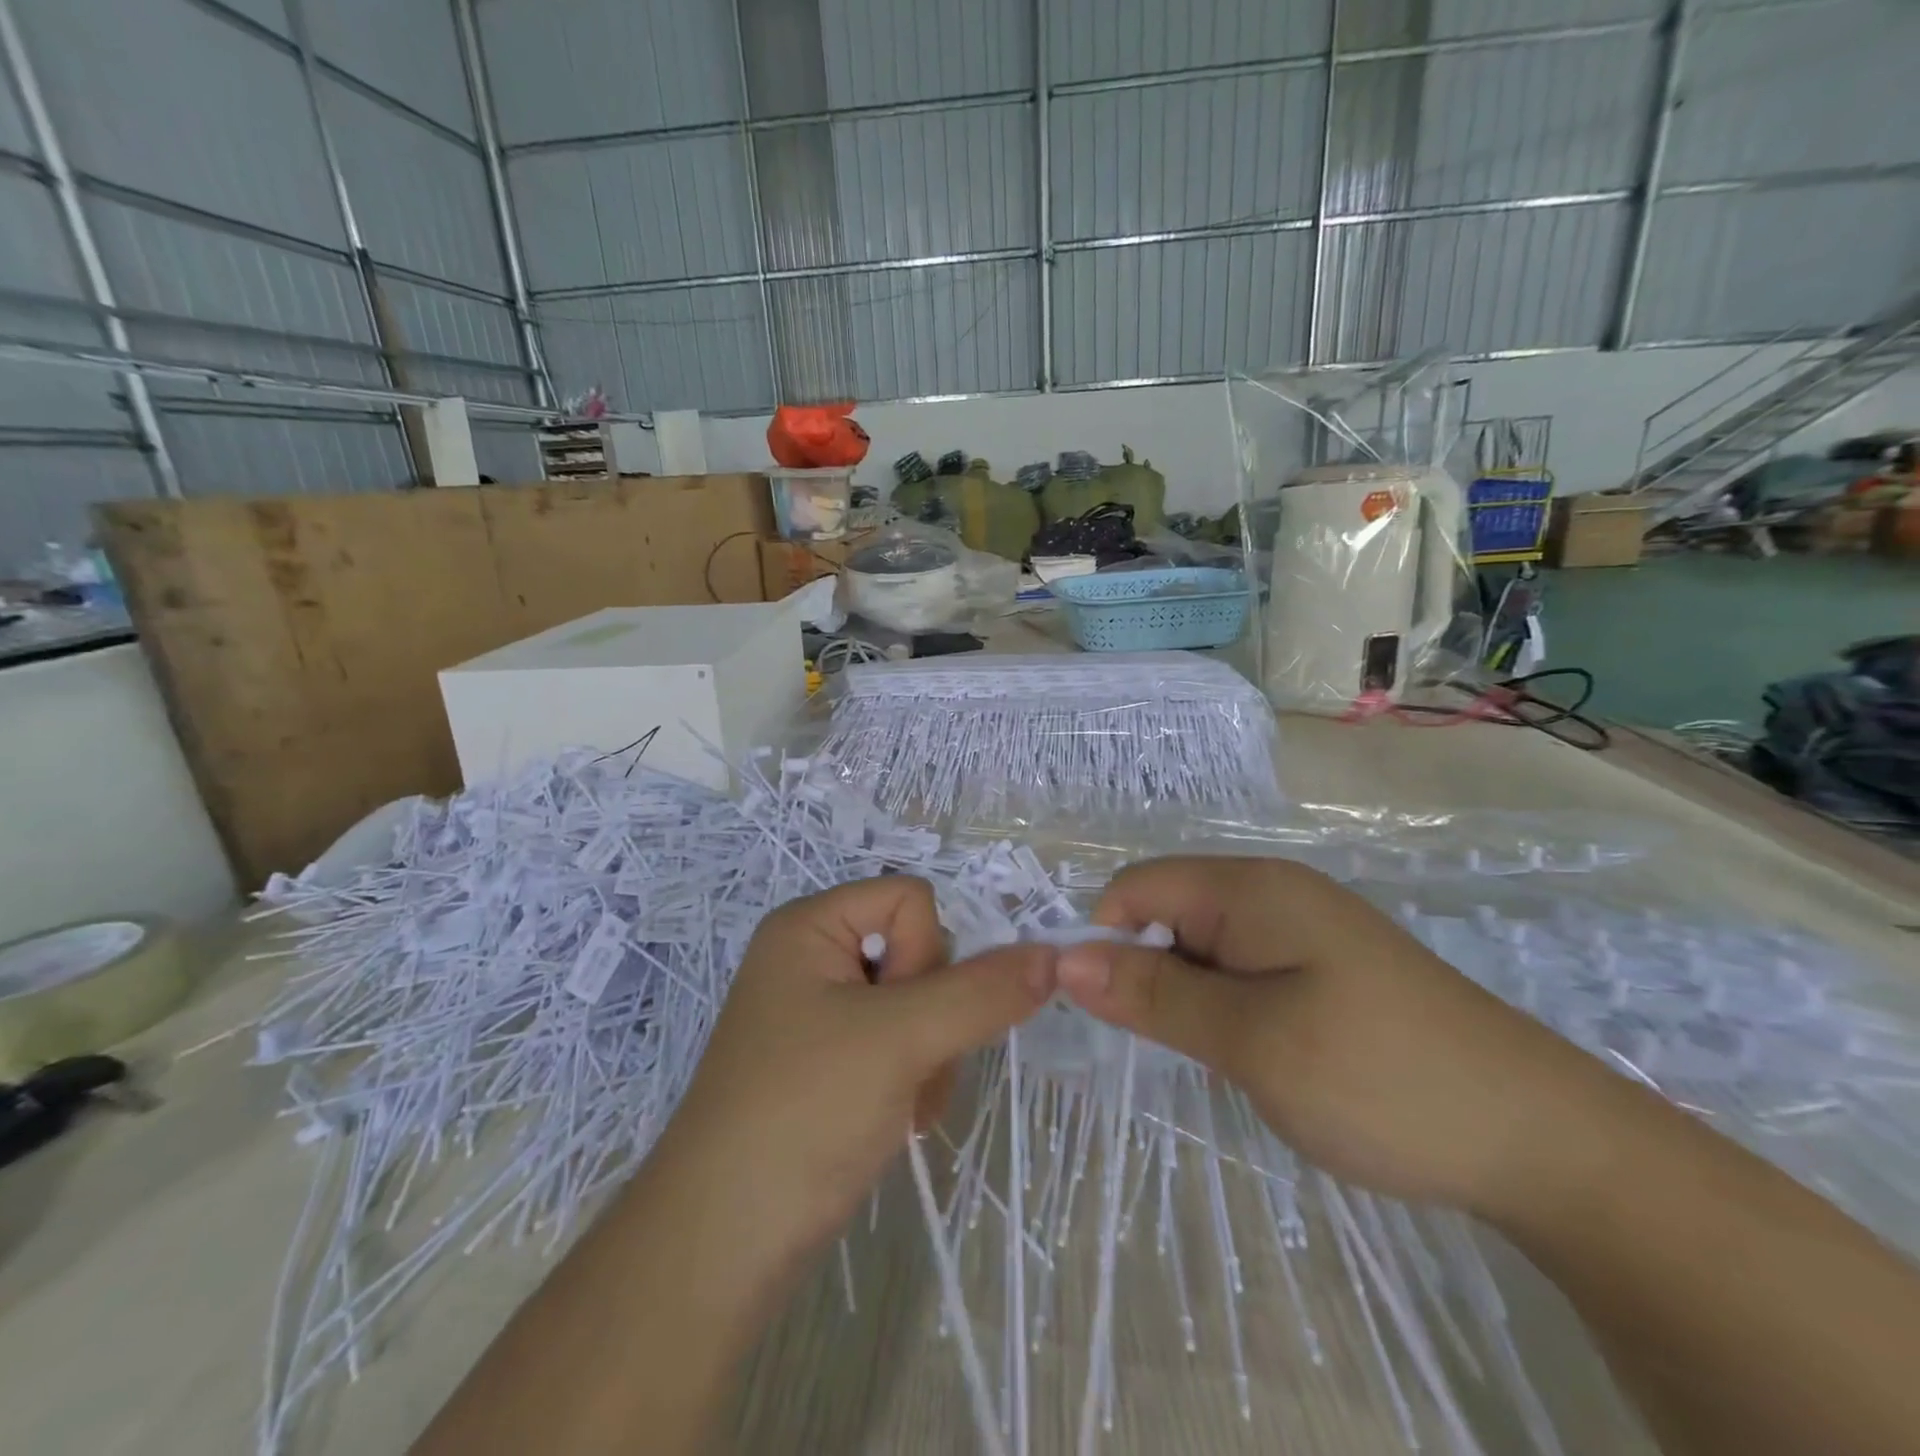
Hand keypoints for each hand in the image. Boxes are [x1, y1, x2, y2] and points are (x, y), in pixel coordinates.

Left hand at [649, 876, 1056, 1269]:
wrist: (721, 1246)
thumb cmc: (803, 1112)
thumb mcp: (899, 1040)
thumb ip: (982, 992)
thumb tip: (1053, 955)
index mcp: (811, 926)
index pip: (912, 899)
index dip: (926, 955)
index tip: (903, 1018)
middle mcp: (813, 958)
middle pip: (919, 953)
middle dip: (933, 1017)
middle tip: (904, 1069)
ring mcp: (821, 1014)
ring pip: (920, 1006)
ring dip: (929, 1057)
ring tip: (898, 1106)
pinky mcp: (830, 1063)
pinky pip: (900, 1044)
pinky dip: (912, 1080)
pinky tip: (891, 1121)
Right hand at [1053, 856, 1602, 1212]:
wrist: (1543, 1141)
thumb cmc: (1380, 1079)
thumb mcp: (1250, 1040)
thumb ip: (1153, 994)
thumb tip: (1064, 960)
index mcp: (1250, 888)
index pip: (1136, 888)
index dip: (1106, 941)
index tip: (1108, 1013)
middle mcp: (1272, 892)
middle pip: (1167, 913)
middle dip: (1147, 972)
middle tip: (1173, 1048)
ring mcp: (1302, 930)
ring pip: (1203, 947)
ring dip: (1188, 997)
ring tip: (1222, 1059)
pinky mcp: (1323, 968)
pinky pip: (1242, 970)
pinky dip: (1226, 1008)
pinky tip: (1257, 1055)